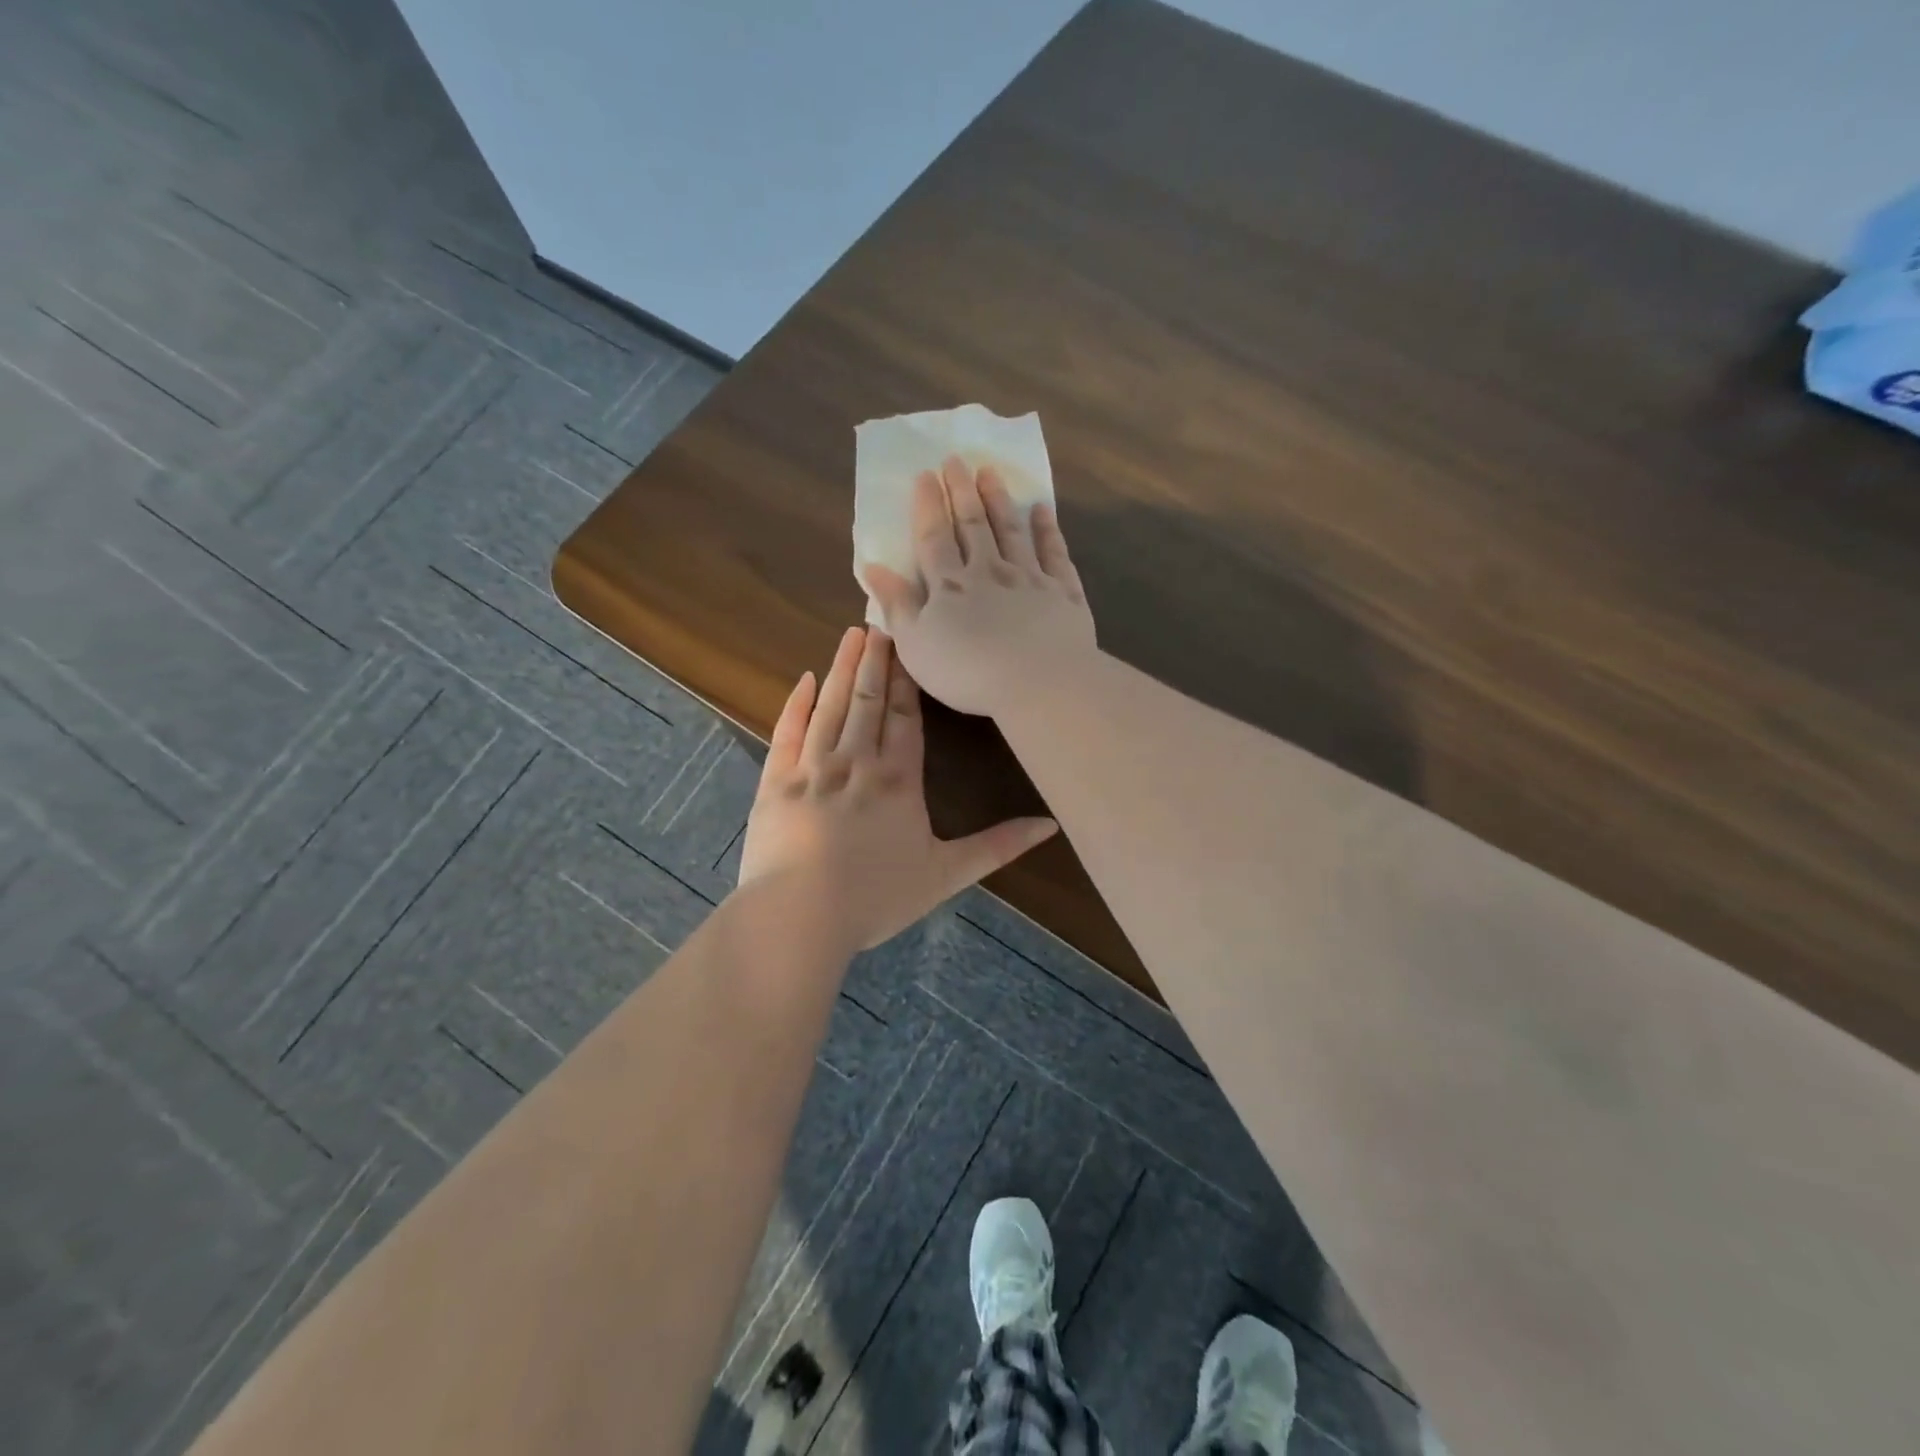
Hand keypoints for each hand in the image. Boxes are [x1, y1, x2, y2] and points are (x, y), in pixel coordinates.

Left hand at [737, 625, 1058, 951]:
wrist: (799, 915)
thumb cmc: (876, 897)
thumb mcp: (945, 875)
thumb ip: (997, 846)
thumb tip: (1049, 825)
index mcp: (898, 780)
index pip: (906, 717)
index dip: (907, 680)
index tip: (909, 645)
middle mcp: (856, 761)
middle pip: (869, 700)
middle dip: (877, 661)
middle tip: (880, 622)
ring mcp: (812, 767)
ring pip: (832, 706)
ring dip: (844, 669)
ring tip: (852, 636)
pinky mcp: (776, 781)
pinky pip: (787, 731)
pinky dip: (797, 704)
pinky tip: (806, 680)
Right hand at [864, 456, 1097, 718]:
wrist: (1039, 682)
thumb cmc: (968, 672)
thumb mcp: (916, 646)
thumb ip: (897, 605)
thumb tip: (873, 567)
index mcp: (950, 586)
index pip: (935, 538)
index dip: (928, 506)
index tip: (924, 475)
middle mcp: (989, 571)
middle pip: (974, 525)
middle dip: (962, 491)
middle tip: (956, 460)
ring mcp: (1029, 578)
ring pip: (1012, 531)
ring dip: (1000, 500)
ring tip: (990, 472)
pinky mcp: (1063, 592)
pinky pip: (1054, 553)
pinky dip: (1047, 530)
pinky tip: (1042, 511)